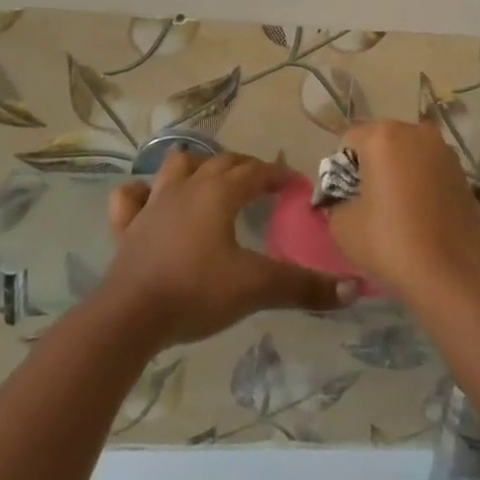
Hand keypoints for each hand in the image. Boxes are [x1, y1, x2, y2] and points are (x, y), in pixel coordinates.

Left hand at [96, 151, 355, 348]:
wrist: (129, 318)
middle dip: (244, 167)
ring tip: (209, 180)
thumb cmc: (196, 292)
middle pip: (221, 162)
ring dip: (196, 166)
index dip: (277, 174)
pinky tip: (148, 201)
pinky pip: (129, 197)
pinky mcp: (126, 227)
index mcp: (219, 193)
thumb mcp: (256, 288)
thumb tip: (353, 288)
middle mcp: (187, 188)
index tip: (294, 185)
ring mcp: (153, 204)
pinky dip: (140, 193)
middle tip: (261, 184)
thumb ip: (303, 287)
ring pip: (176, 166)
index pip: (256, 172)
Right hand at [326, 120, 479, 301]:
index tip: (346, 199)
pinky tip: (421, 215)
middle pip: (381, 142)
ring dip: (398, 173)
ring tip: (397, 211)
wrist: (452, 276)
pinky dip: (421, 183)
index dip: (342, 170)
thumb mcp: (342, 226)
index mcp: (383, 136)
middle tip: (369, 205)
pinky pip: (429, 169)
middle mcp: (416, 132)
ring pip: (408, 154)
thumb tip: (344, 198)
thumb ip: (334, 201)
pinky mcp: (462, 171)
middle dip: (372, 166)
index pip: (349, 141)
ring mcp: (444, 150)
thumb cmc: (390, 243)